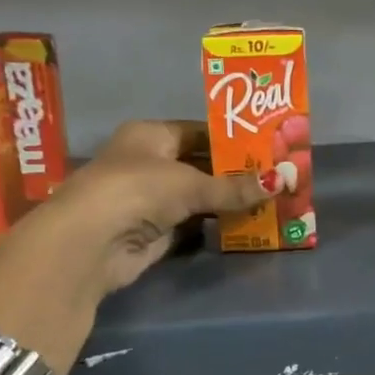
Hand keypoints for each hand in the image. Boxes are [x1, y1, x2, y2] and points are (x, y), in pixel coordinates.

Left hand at [41, 121, 271, 293]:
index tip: (269, 148)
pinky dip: (217, 225)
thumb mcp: (191, 184)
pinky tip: (249, 224)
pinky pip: (195, 223)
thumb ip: (235, 187)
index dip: (233, 140)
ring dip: (229, 201)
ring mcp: (152, 199)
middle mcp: (150, 163)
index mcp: (151, 135)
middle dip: (237, 174)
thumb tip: (283, 181)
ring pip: (200, 197)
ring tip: (272, 200)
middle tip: (278, 177)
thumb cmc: (137, 190)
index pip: (199, 132)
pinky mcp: (157, 232)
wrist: (92, 243)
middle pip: (201, 165)